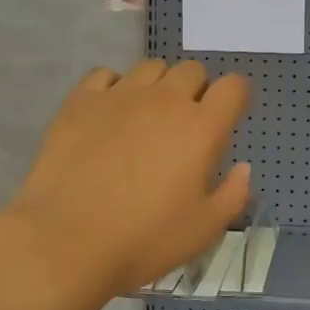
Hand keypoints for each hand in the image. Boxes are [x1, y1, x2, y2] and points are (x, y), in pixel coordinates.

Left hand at [2, 60, 250, 304]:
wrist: (66, 242)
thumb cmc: (145, 239)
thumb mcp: (204, 229)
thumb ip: (233, 194)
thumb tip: (243, 168)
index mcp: (202, 127)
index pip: (234, 86)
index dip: (236, 97)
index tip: (229, 116)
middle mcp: (165, 100)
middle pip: (192, 70)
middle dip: (197, 90)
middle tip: (186, 124)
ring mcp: (120, 95)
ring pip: (151, 67)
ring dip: (158, 85)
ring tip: (148, 116)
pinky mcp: (80, 101)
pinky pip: (105, 75)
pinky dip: (114, 88)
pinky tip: (109, 114)